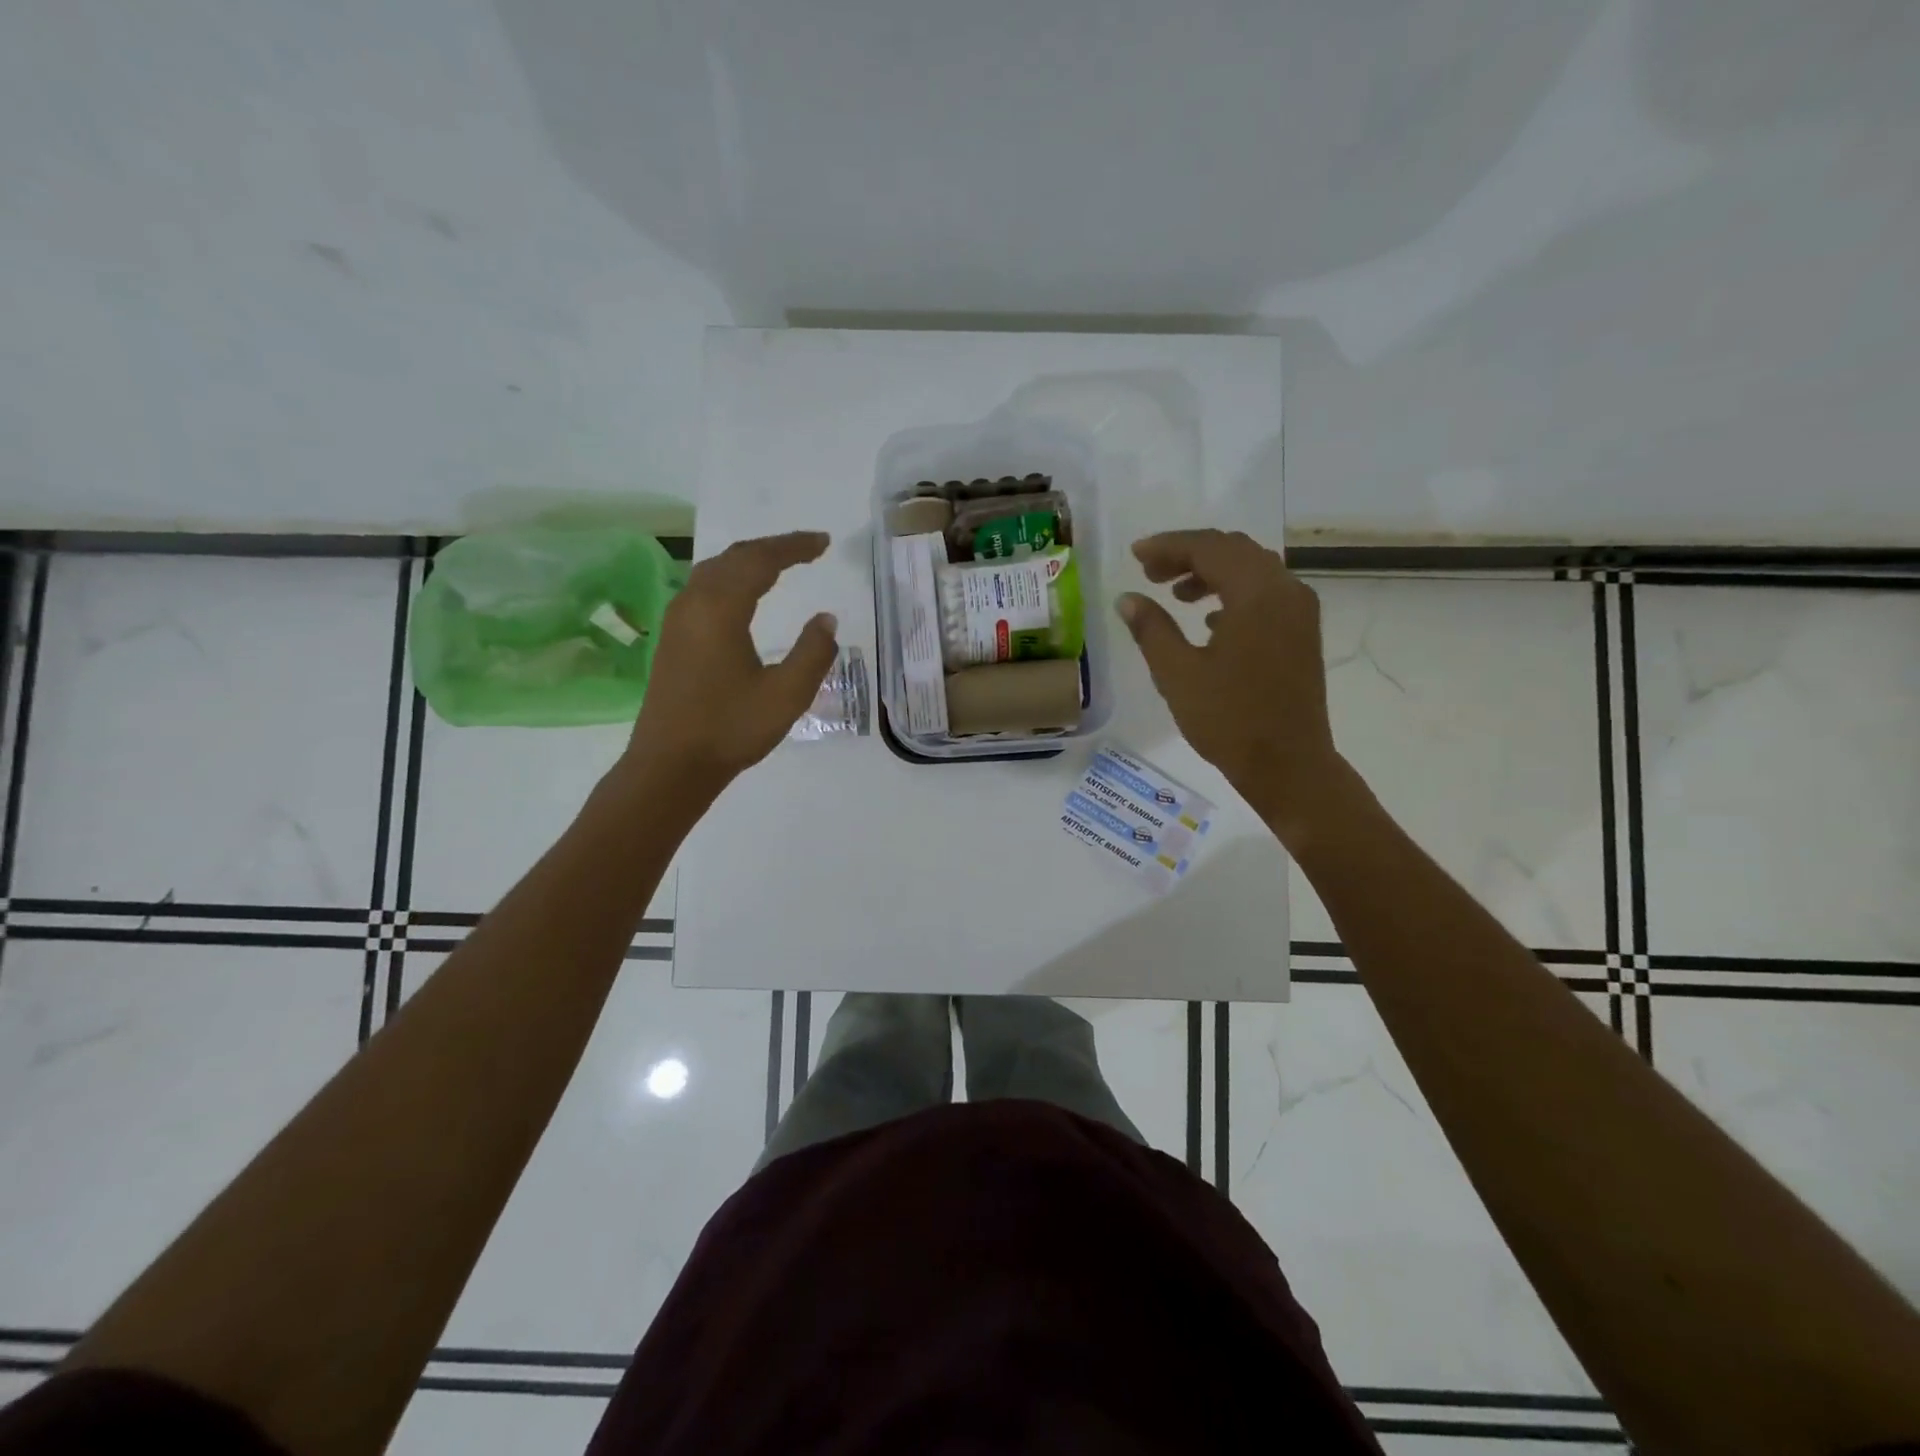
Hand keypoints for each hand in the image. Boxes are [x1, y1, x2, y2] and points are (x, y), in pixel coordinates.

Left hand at [623, 531, 838, 792]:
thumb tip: (826, 620)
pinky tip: (744, 596)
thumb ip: (813, 653)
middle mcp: (693, 604)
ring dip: (749, 561)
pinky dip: (732, 579)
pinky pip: (704, 589)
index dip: (794, 547)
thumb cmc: (731, 729)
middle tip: (808, 548)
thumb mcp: (787, 695)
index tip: (823, 543)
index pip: (760, 561)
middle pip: (734, 557)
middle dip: (773, 548)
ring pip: (715, 571)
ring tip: (781, 565)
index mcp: (720, 610)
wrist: (670, 765)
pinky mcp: (672, 638)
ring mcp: (678, 620)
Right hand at [1116, 529, 1342, 831]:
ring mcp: (1299, 612)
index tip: (1135, 555)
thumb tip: (1128, 598)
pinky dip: (1233, 594)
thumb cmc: (1228, 720)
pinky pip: (1265, 594)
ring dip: (1212, 573)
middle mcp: (1285, 591)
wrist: (1288, 765)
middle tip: (1150, 573)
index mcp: (1256, 594)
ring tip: (1175, 595)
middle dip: (1189, 555)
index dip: (1168, 546)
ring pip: (1252, 570)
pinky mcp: (1302, 633)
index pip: (1209, 548)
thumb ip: (1151, 629)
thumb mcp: (1177, 674)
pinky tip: (1208, 621)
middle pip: (1234, 551)